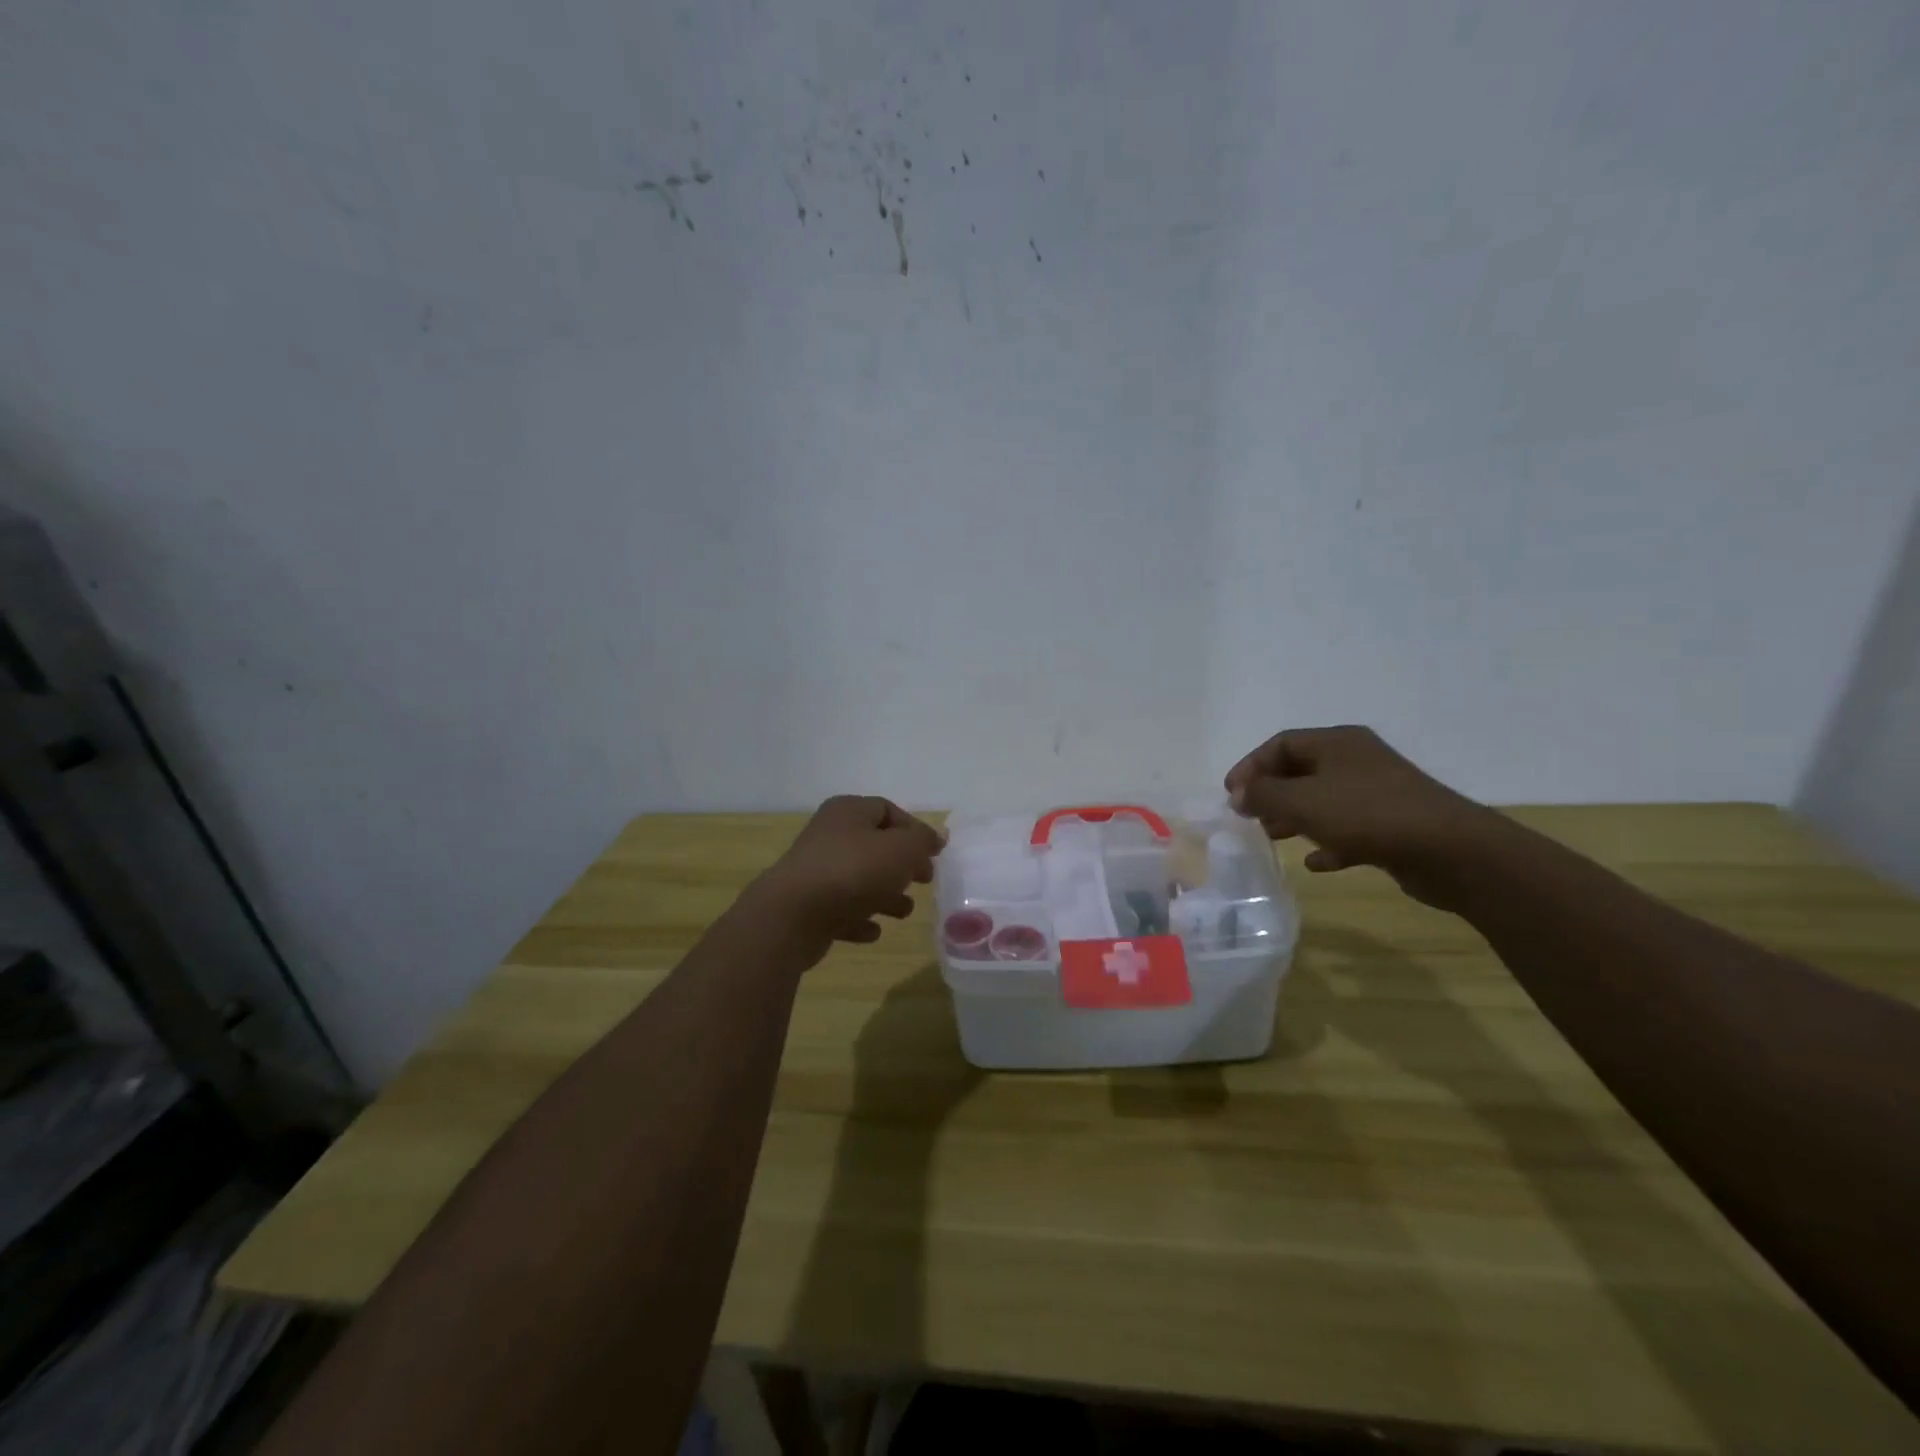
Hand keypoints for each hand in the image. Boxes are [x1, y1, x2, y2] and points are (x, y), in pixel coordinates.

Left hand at [753, 795, 943, 950]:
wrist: (793, 915)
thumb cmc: (854, 871)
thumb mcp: (902, 849)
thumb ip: (922, 841)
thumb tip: (933, 838)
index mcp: (848, 812)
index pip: (887, 810)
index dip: (914, 830)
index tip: (934, 854)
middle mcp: (829, 835)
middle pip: (874, 845)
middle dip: (901, 865)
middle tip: (924, 881)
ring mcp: (814, 871)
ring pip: (858, 879)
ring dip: (884, 895)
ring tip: (903, 912)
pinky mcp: (806, 905)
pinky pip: (840, 908)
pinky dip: (858, 917)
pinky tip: (873, 931)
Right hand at [1224, 725, 1505, 910]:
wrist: (1451, 851)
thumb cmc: (1367, 814)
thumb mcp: (1303, 800)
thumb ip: (1264, 794)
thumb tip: (1240, 793)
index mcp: (1337, 743)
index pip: (1281, 743)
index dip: (1251, 766)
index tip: (1231, 795)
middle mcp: (1357, 760)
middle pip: (1301, 770)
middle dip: (1271, 792)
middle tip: (1248, 816)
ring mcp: (1377, 792)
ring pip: (1323, 799)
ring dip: (1294, 816)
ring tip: (1272, 836)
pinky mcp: (1392, 825)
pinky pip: (1348, 828)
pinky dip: (1327, 842)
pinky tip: (1314, 863)